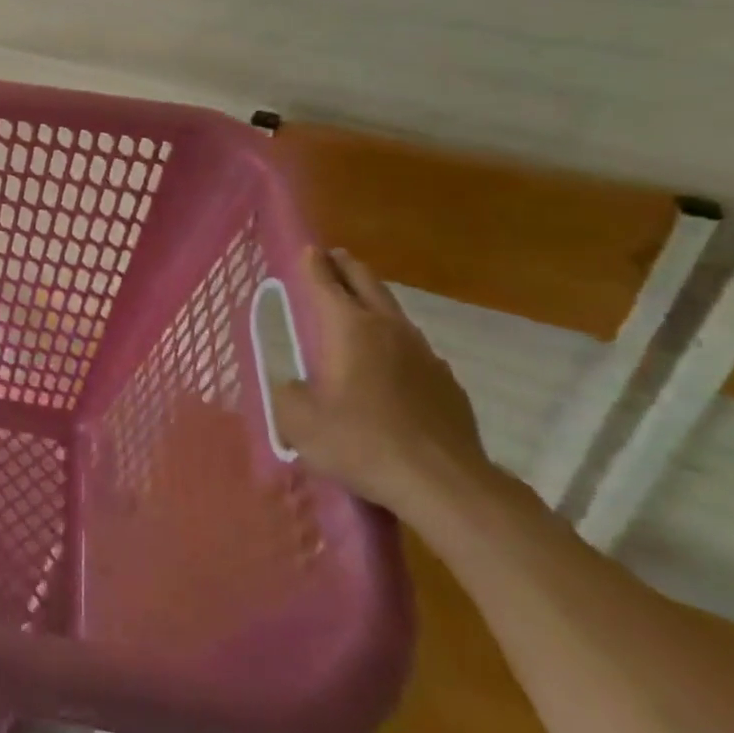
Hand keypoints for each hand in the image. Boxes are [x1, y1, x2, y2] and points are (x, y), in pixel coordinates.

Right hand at [272, 247, 495, 519]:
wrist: (443, 483)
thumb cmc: (361, 442)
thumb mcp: (299, 422)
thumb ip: (286, 394)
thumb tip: (291, 386)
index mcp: (348, 328)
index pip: (325, 282)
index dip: (313, 264)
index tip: (308, 249)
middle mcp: (388, 329)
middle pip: (367, 283)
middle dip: (347, 267)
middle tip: (333, 257)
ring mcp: (424, 353)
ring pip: (394, 312)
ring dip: (374, 300)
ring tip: (360, 303)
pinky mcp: (447, 382)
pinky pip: (415, 348)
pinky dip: (397, 342)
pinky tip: (392, 362)